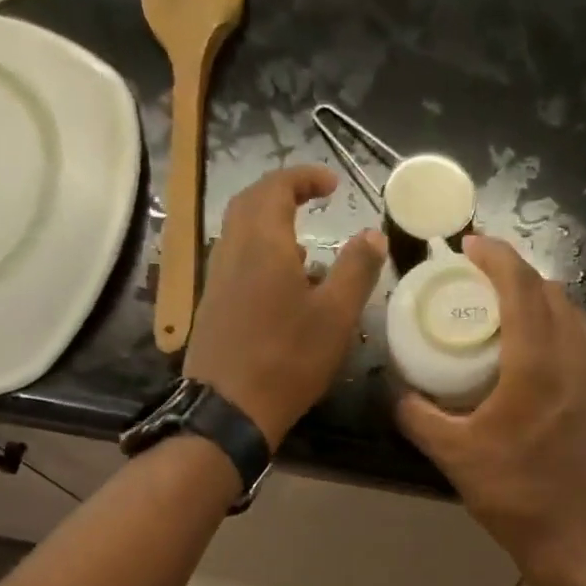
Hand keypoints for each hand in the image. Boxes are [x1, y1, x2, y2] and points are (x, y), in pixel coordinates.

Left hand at [184, 166, 384, 447]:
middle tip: (312, 201)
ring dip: (271, 227)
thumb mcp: (335, 315)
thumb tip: (373, 234)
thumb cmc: (288, 358)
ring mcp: (217, 278)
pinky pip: (237, 263)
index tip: (332, 183)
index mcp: (263, 241)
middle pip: (252, 202)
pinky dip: (261, 257)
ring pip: (241, 234)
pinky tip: (284, 288)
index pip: (278, 187)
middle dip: (282, 194)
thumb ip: (356, 270)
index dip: (305, 178)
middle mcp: (232, 250)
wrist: (229, 408)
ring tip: (308, 250)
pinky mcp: (212, 306)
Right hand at [395, 237, 585, 585]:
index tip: (470, 245)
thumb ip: (419, 418)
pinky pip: (581, 344)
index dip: (496, 257)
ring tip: (507, 308)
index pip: (521, 288)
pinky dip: (556, 328)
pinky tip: (533, 353)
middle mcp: (574, 360)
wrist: (577, 538)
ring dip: (541, 299)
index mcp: (536, 365)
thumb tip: (397, 394)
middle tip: (481, 277)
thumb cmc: (515, 496)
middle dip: (518, 272)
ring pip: (574, 317)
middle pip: (552, 293)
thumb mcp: (454, 457)